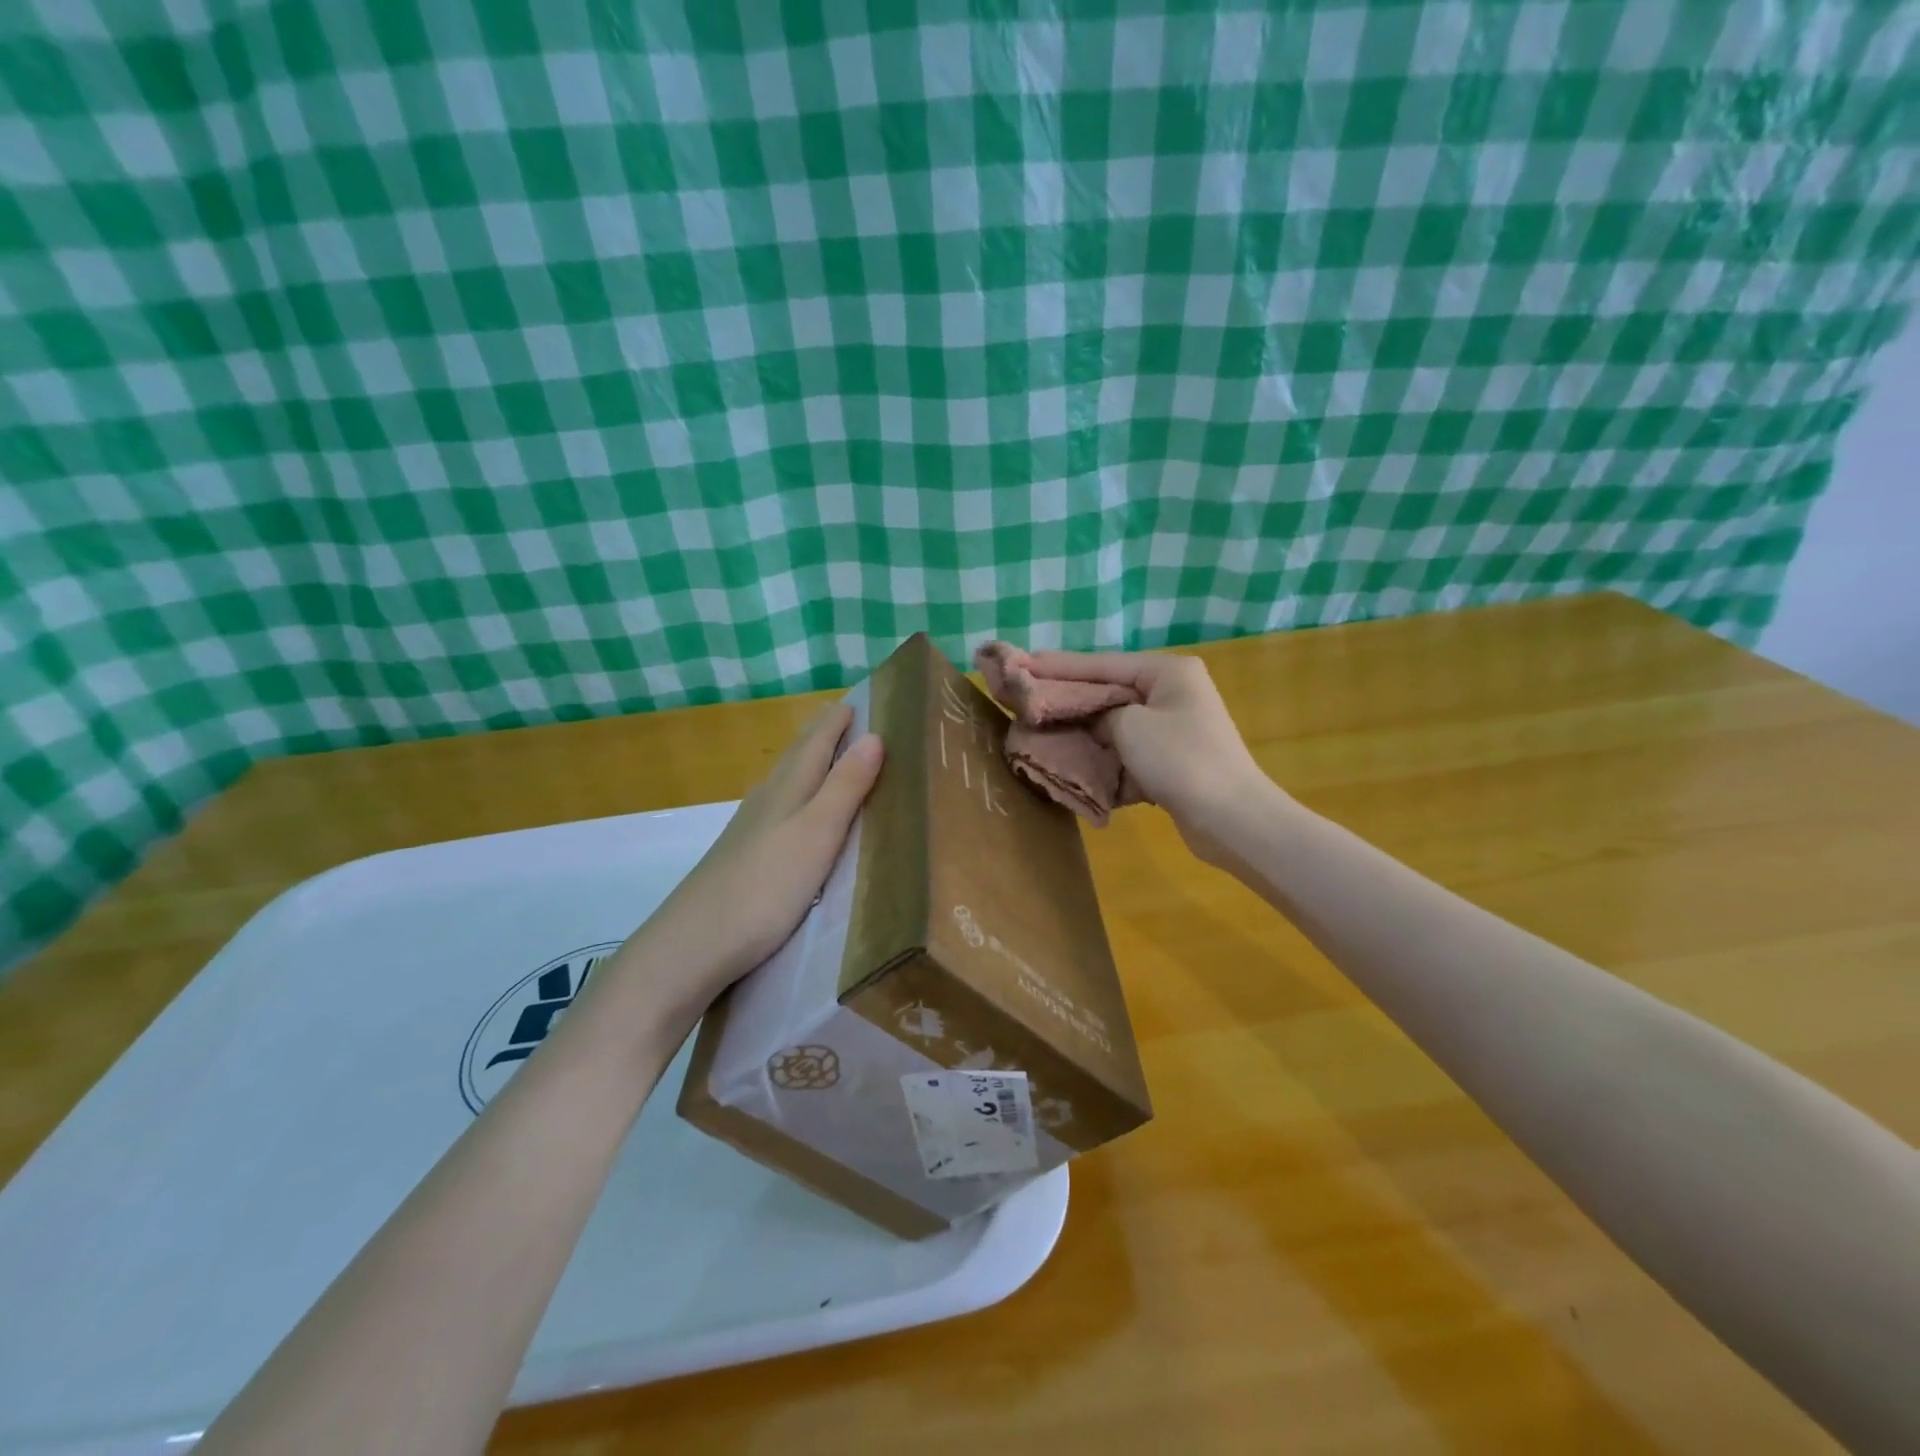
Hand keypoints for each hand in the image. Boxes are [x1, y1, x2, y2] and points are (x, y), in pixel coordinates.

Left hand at [614, 702, 883, 1030]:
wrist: (693, 945)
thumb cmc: (765, 887)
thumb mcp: (817, 833)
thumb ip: (845, 787)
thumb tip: (874, 735)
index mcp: (788, 789)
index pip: (816, 741)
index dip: (837, 720)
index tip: (858, 698)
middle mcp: (766, 800)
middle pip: (797, 757)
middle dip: (822, 735)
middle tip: (846, 718)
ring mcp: (749, 830)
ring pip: (785, 783)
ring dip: (809, 764)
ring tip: (829, 757)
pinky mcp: (742, 858)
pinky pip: (777, 810)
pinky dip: (796, 797)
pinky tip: (793, 814)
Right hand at [1021, 650, 1273, 859]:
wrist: (1231, 819)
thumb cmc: (1182, 760)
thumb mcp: (1130, 726)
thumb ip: (1100, 715)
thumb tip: (1093, 722)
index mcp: (1167, 672)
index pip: (1101, 664)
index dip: (1058, 665)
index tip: (1021, 663)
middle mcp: (1171, 692)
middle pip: (1107, 691)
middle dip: (1068, 697)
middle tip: (1025, 695)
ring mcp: (1173, 727)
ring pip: (1115, 722)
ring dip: (1082, 729)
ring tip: (1041, 725)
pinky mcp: (1170, 760)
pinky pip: (1126, 749)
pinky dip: (1102, 754)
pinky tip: (1072, 757)